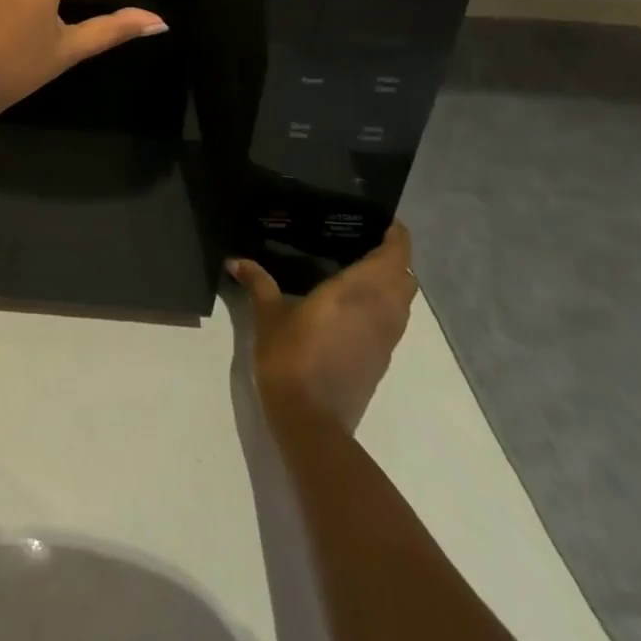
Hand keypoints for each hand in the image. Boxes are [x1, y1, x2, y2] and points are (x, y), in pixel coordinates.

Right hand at [228, 223, 417, 434]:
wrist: (312, 421)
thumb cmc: (290, 359)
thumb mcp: (268, 316)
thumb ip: (258, 284)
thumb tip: (236, 261)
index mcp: (357, 292)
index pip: (394, 257)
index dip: (397, 236)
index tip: (384, 220)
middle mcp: (380, 311)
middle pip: (405, 278)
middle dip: (394, 257)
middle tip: (365, 240)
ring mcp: (385, 338)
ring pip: (404, 301)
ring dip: (394, 282)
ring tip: (362, 267)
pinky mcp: (382, 360)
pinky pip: (395, 321)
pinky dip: (386, 304)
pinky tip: (357, 304)